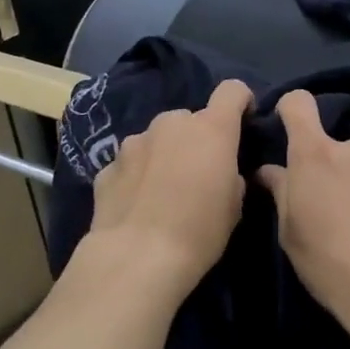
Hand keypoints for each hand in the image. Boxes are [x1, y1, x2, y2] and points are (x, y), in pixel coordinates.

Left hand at [84, 78, 252, 299]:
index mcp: (210, 129)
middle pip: (190, 120)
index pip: (232, 91)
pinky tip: (137, 205)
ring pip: (157, 139)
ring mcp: (134, 142)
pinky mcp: (107, 165)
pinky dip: (138, 176)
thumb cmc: (199, 232)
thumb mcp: (234, 207)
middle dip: (195, 140)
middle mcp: (170, 124)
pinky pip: (131, 163)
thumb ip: (230, 175)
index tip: (242, 120)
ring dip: (164, 155)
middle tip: (197, 175)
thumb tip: (220, 171)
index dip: (240, 102)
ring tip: (162, 193)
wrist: (137, 257)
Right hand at [255, 90, 349, 333]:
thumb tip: (270, 171)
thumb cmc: (331, 263)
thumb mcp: (291, 233)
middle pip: (338, 145)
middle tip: (334, 207)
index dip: (290, 110)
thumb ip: (281, 192)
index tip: (287, 126)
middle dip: (334, 168)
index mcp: (317, 154)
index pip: (299, 105)